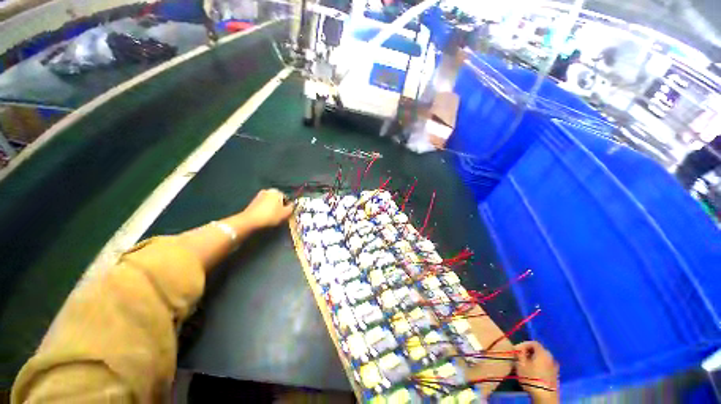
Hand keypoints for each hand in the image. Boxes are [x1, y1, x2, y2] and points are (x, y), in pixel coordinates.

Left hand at [239, 189, 293, 228]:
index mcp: (277, 191)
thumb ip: (292, 208)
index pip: (287, 198)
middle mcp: (268, 191)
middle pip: (278, 199)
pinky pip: (263, 205)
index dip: (288, 206)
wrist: (250, 221)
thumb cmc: (271, 216)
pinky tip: (265, 217)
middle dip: (280, 206)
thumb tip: (292, 205)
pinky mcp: (253, 202)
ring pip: (270, 202)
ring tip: (273, 217)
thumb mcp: (286, 213)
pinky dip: (266, 210)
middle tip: (280, 215)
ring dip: (272, 208)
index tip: (287, 214)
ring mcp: (259, 195)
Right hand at [514, 341, 559, 402]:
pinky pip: (545, 365)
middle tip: (520, 356)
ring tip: (525, 365)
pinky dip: (539, 365)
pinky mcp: (555, 375)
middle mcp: (551, 357)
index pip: (533, 342)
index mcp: (543, 352)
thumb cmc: (531, 378)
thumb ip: (519, 354)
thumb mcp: (521, 364)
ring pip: (542, 358)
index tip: (516, 350)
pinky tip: (533, 372)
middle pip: (538, 350)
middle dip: (528, 352)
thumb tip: (518, 349)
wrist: (545, 396)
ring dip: (533, 359)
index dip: (523, 344)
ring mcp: (554, 367)